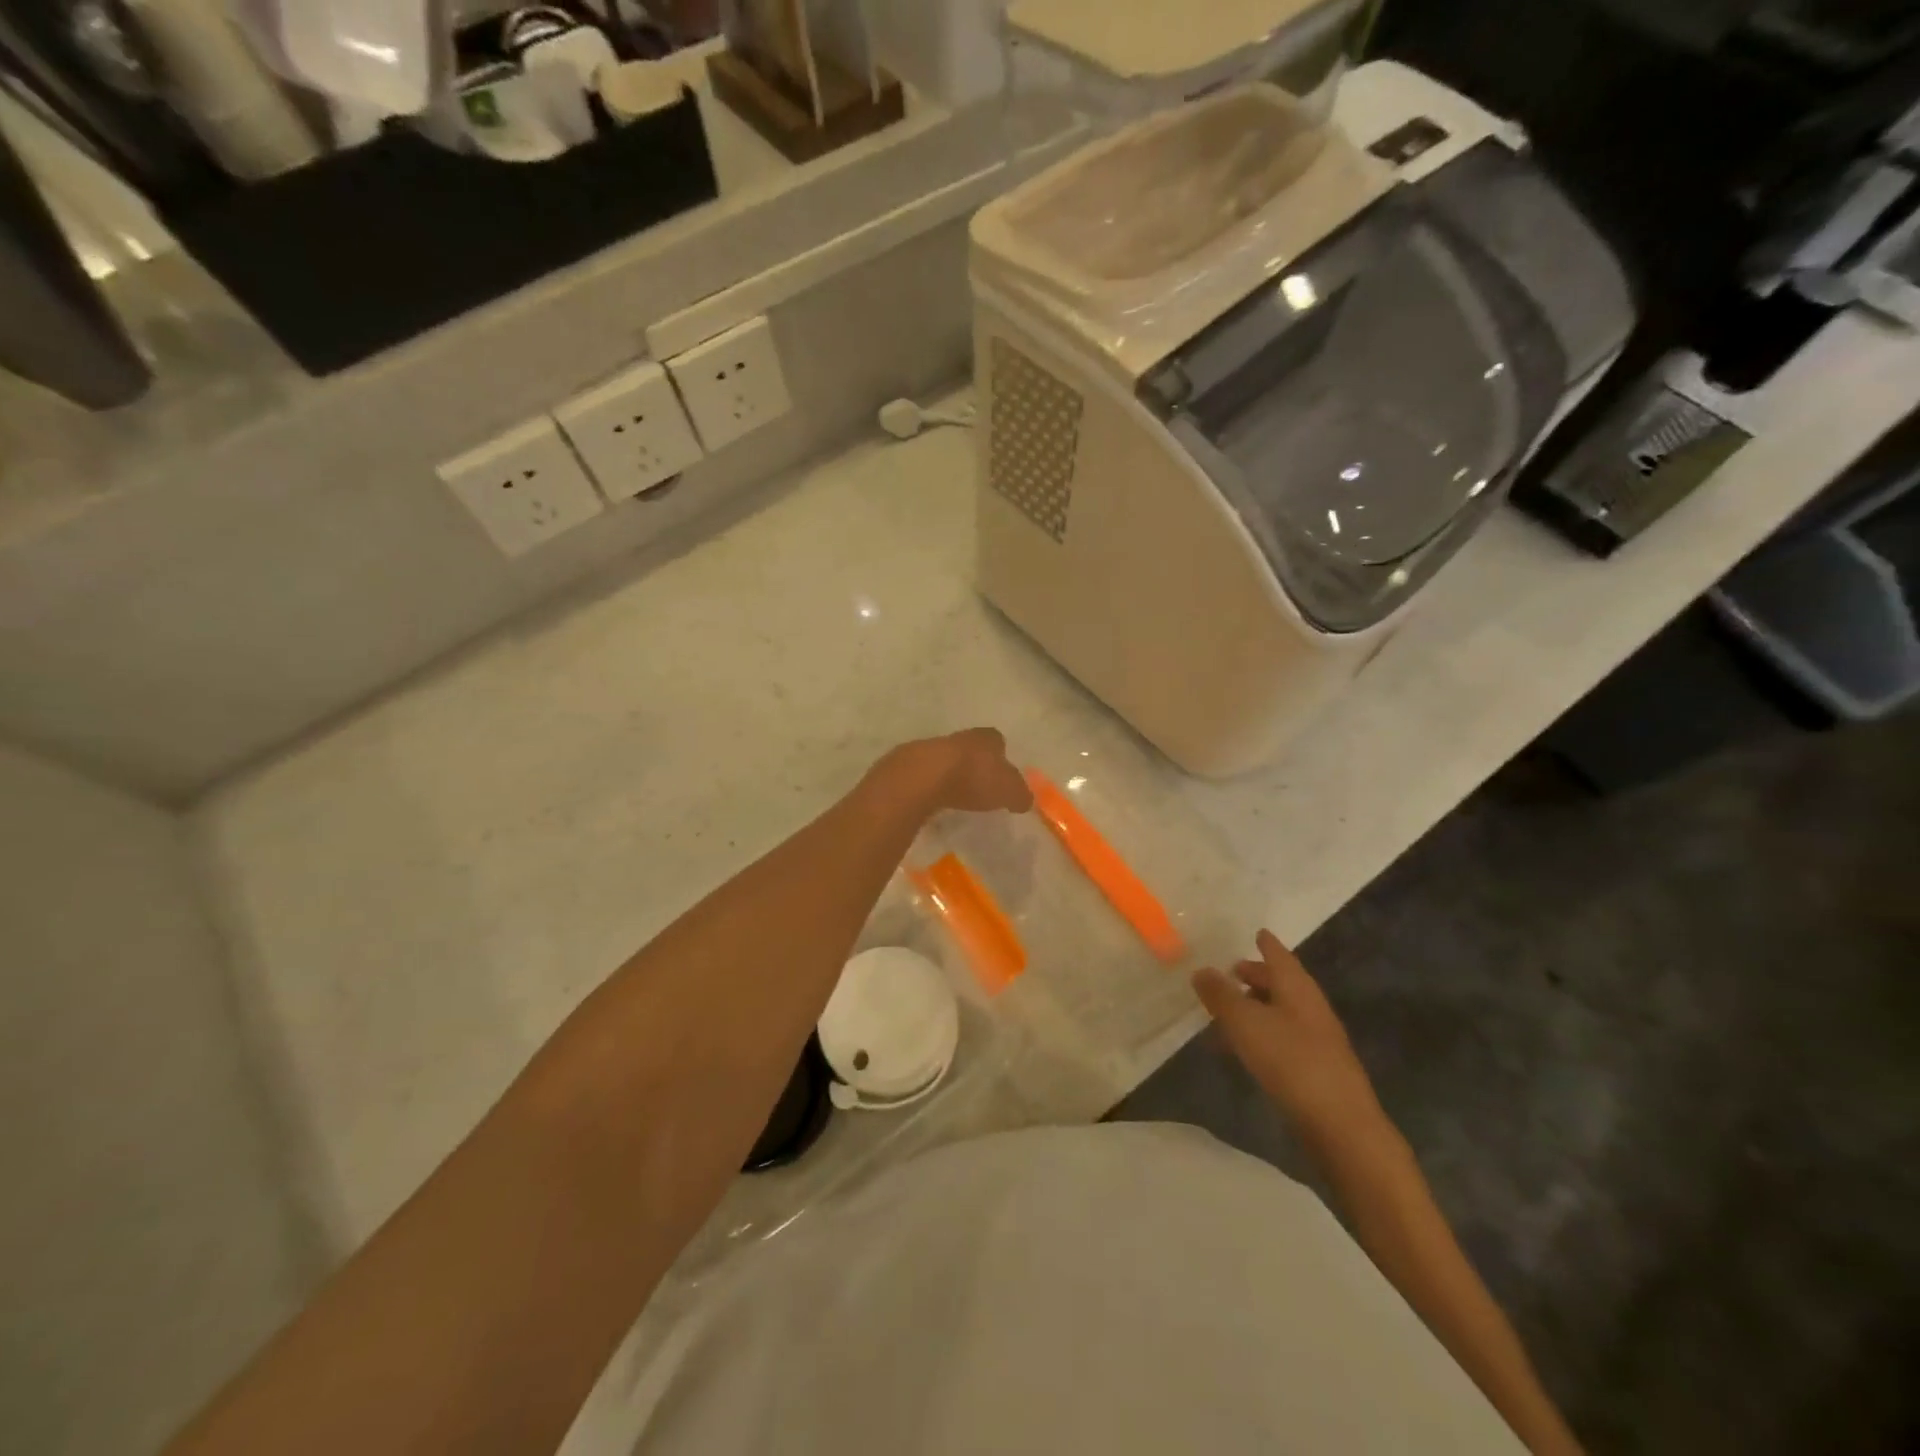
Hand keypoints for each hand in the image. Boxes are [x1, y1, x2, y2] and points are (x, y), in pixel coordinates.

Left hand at [874, 729, 1033, 815]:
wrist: (923, 777)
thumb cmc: (974, 779)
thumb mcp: (1009, 791)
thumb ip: (1020, 794)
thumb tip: (1025, 800)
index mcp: (985, 738)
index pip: (996, 741)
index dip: (1000, 756)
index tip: (1001, 773)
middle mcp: (958, 738)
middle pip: (969, 748)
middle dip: (974, 764)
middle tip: (979, 786)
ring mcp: (930, 748)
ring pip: (945, 759)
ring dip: (949, 774)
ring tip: (955, 796)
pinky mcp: (907, 765)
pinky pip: (924, 775)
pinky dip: (930, 786)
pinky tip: (932, 802)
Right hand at [1193, 930, 1395, 1166]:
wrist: (1342, 1126)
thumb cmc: (1291, 1061)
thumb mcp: (1245, 1023)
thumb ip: (1221, 995)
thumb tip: (1201, 970)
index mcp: (1298, 988)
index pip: (1280, 956)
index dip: (1267, 944)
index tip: (1257, 932)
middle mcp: (1311, 1007)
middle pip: (1283, 983)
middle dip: (1258, 975)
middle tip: (1233, 970)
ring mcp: (1317, 1039)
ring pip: (1282, 1011)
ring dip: (1258, 1006)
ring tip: (1230, 1009)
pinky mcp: (1316, 1069)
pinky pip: (1283, 1037)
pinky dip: (1262, 1032)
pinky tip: (1245, 1047)